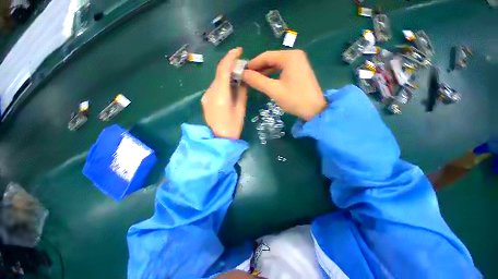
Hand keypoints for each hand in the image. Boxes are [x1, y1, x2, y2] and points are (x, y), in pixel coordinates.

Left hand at [201, 47, 247, 138]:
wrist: (219, 139)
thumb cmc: (233, 126)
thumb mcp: (241, 108)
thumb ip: (242, 91)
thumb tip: (243, 78)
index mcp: (219, 94)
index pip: (222, 69)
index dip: (230, 57)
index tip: (239, 51)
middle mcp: (209, 92)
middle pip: (219, 74)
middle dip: (230, 68)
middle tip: (242, 68)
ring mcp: (205, 96)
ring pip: (217, 81)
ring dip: (226, 77)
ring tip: (237, 80)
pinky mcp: (205, 101)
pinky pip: (215, 88)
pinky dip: (222, 85)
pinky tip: (229, 90)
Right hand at [242, 50, 326, 120]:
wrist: (315, 110)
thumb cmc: (294, 99)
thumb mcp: (274, 90)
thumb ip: (257, 81)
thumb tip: (243, 74)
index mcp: (289, 57)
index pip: (266, 56)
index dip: (253, 64)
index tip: (242, 71)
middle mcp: (294, 56)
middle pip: (271, 59)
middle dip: (259, 68)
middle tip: (247, 77)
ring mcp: (298, 63)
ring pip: (276, 65)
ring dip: (265, 72)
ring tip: (254, 80)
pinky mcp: (299, 71)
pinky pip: (282, 70)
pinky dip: (273, 75)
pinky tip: (266, 81)